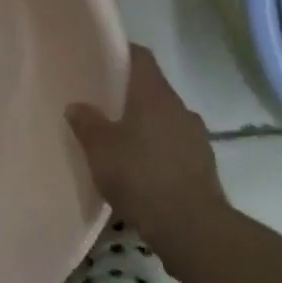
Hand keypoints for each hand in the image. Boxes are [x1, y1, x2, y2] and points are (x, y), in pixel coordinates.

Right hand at [67, 44, 227, 255]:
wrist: (193, 229)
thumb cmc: (140, 175)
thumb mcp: (100, 148)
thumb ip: (86, 122)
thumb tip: (77, 105)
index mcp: (155, 94)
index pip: (141, 57)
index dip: (121, 53)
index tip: (100, 58)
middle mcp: (180, 108)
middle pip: (152, 89)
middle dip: (129, 94)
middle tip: (101, 104)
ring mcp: (196, 138)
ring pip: (164, 119)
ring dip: (145, 125)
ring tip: (119, 140)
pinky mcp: (204, 167)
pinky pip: (174, 147)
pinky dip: (158, 150)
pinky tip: (140, 169)